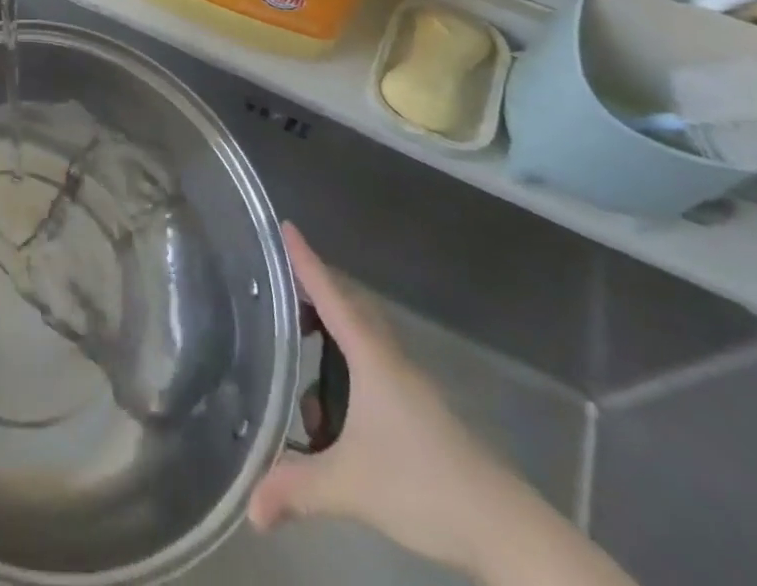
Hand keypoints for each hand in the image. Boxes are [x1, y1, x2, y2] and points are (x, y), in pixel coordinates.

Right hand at [248, 224, 524, 575]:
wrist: (506, 530)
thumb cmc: (425, 487)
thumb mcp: (351, 487)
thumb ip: (297, 489)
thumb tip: (250, 510)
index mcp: (371, 357)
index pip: (331, 294)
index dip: (306, 260)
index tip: (285, 227)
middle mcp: (390, 358)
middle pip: (349, 304)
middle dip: (315, 289)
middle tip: (280, 288)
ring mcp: (409, 382)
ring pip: (364, 333)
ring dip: (332, 327)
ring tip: (300, 345)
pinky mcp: (420, 407)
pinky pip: (374, 360)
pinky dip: (348, 360)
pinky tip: (335, 399)